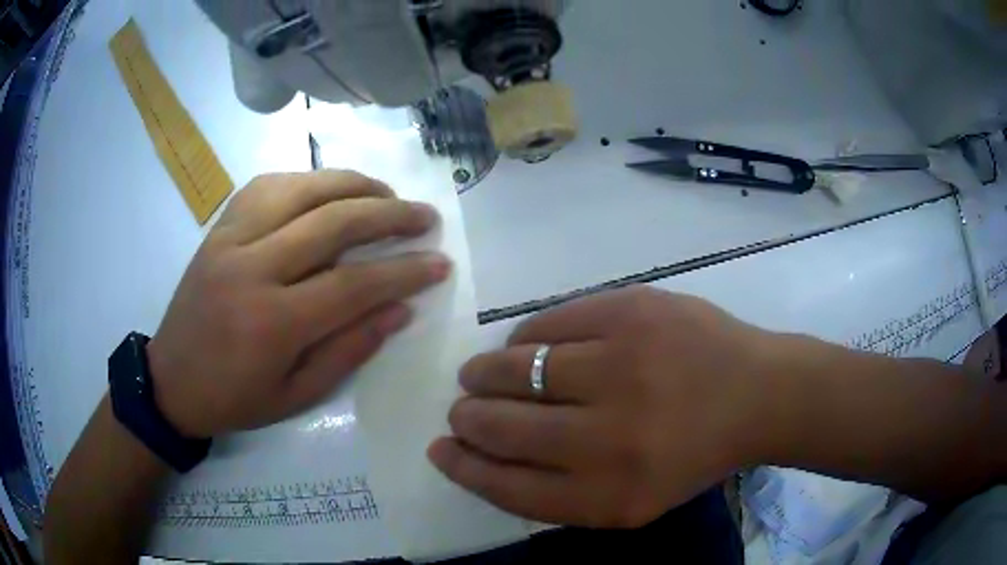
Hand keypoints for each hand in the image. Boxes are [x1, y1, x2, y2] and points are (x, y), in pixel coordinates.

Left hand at [147, 170, 449, 437]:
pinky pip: (266, 185)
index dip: (404, 271)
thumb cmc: (235, 399)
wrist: (171, 381)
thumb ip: (349, 350)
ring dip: (351, 183)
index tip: (440, 262)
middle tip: (424, 215)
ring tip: (384, 193)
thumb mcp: (298, 396)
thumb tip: (400, 309)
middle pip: (332, 221)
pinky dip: (305, 180)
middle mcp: (252, 267)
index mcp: (272, 322)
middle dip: (389, 214)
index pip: (354, 284)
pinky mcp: (219, 228)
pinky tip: (325, 189)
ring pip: (300, 188)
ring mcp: (230, 239)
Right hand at [429, 286, 778, 527]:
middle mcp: (610, 437)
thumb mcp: (629, 501)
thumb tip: (483, 456)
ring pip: (515, 367)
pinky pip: (547, 324)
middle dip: (468, 417)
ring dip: (485, 373)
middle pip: (501, 426)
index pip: (507, 485)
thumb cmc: (692, 455)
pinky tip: (527, 347)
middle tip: (461, 408)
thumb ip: (557, 492)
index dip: (464, 467)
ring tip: (481, 374)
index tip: (443, 450)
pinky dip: (524, 339)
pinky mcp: (631, 311)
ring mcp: (622, 365)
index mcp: (609, 495)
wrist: (758, 394)